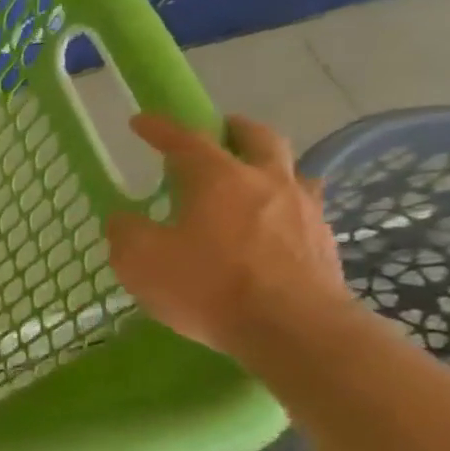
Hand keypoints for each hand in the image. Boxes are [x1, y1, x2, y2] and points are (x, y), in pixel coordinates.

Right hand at [105, 113, 348, 360]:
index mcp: (218, 178)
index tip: (141, 121)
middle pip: (258, 138)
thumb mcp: (140, 260)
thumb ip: (126, 233)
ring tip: (251, 180)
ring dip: (269, 166)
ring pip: (291, 171)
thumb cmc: (208, 286)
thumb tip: (125, 219)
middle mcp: (266, 182)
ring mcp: (303, 210)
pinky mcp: (323, 242)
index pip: (185, 140)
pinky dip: (283, 205)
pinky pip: (303, 209)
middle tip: (219, 132)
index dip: (160, 128)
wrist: (293, 329)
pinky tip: (271, 225)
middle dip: (234, 130)